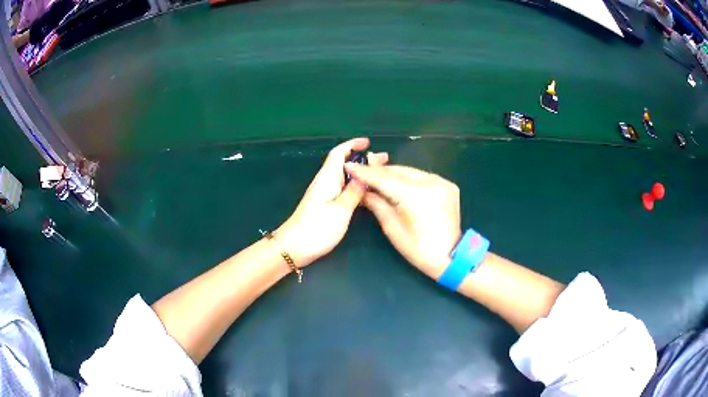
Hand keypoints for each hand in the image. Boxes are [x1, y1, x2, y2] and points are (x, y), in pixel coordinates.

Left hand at [276, 138, 387, 265]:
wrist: (294, 247)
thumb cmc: (317, 228)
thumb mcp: (341, 210)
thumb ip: (354, 191)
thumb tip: (366, 173)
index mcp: (328, 178)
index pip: (339, 153)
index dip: (352, 144)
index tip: (368, 142)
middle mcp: (325, 182)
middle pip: (343, 163)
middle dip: (362, 158)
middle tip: (383, 160)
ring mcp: (323, 193)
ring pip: (344, 175)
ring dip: (360, 171)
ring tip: (379, 173)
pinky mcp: (324, 204)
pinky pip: (342, 187)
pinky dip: (355, 184)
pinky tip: (365, 191)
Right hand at [344, 164, 461, 277]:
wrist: (450, 256)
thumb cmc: (418, 249)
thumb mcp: (392, 228)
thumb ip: (376, 204)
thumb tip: (362, 189)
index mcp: (416, 196)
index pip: (385, 179)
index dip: (365, 172)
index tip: (349, 166)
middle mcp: (431, 183)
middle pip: (398, 171)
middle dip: (379, 171)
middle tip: (361, 170)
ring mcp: (442, 182)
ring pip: (411, 171)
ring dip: (393, 173)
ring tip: (377, 176)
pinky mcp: (448, 185)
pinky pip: (423, 177)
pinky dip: (409, 178)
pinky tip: (398, 183)